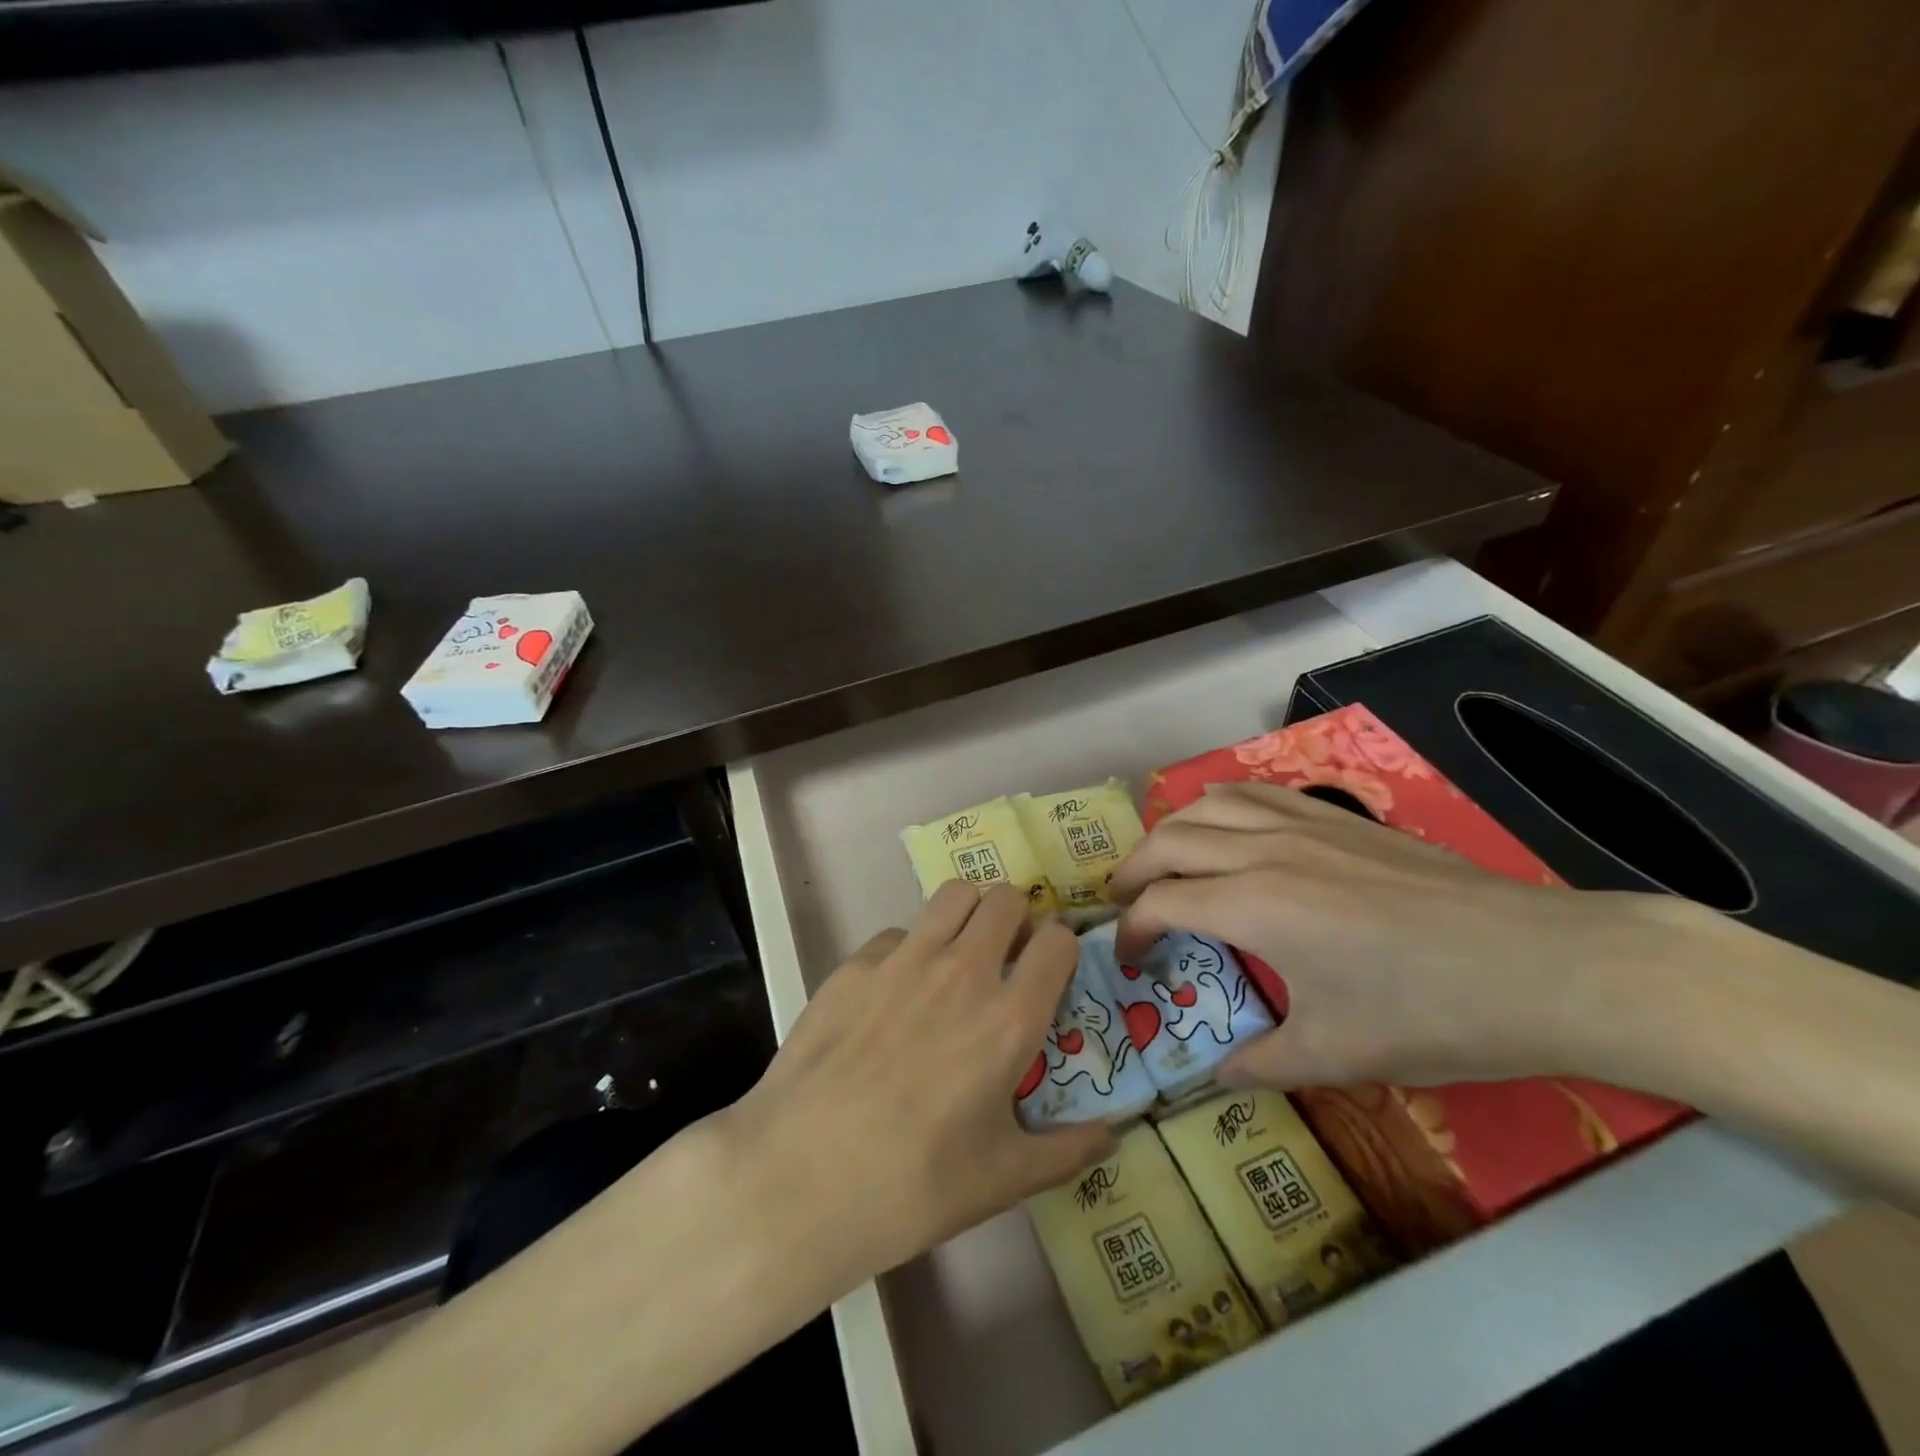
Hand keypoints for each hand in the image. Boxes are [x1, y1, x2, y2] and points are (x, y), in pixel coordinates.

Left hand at [723, 880, 1114, 1287]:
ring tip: (957, 954)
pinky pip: (897, 933)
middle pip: (1006, 899)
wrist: (800, 1177)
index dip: (1061, 949)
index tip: (1050, 973)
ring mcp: (904, 960)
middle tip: (1005, 958)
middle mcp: (963, 971)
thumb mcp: (1003, 1180)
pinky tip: (892, 994)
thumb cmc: (913, 1186)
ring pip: (953, 894)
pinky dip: (909, 949)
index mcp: (1009, 1018)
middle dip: (1016, 919)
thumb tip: (1114, 1134)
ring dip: (967, 915)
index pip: (1058, 942)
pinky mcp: (855, 963)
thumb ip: (1067, 1150)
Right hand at [1107, 781, 1701, 1087]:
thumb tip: (1214, 1076)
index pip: (1162, 903)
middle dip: (1132, 871)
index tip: (1134, 964)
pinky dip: (1219, 805)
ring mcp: (1303, 824)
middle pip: (1169, 840)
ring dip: (1171, 831)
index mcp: (1254, 906)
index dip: (1134, 932)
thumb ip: (1260, 1064)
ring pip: (1207, 805)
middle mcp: (1264, 850)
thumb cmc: (1432, 1013)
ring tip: (1163, 862)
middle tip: (1124, 905)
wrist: (1543, 965)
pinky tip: (1226, 826)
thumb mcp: (1338, 1055)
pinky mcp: (1338, 817)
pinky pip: (1255, 793)